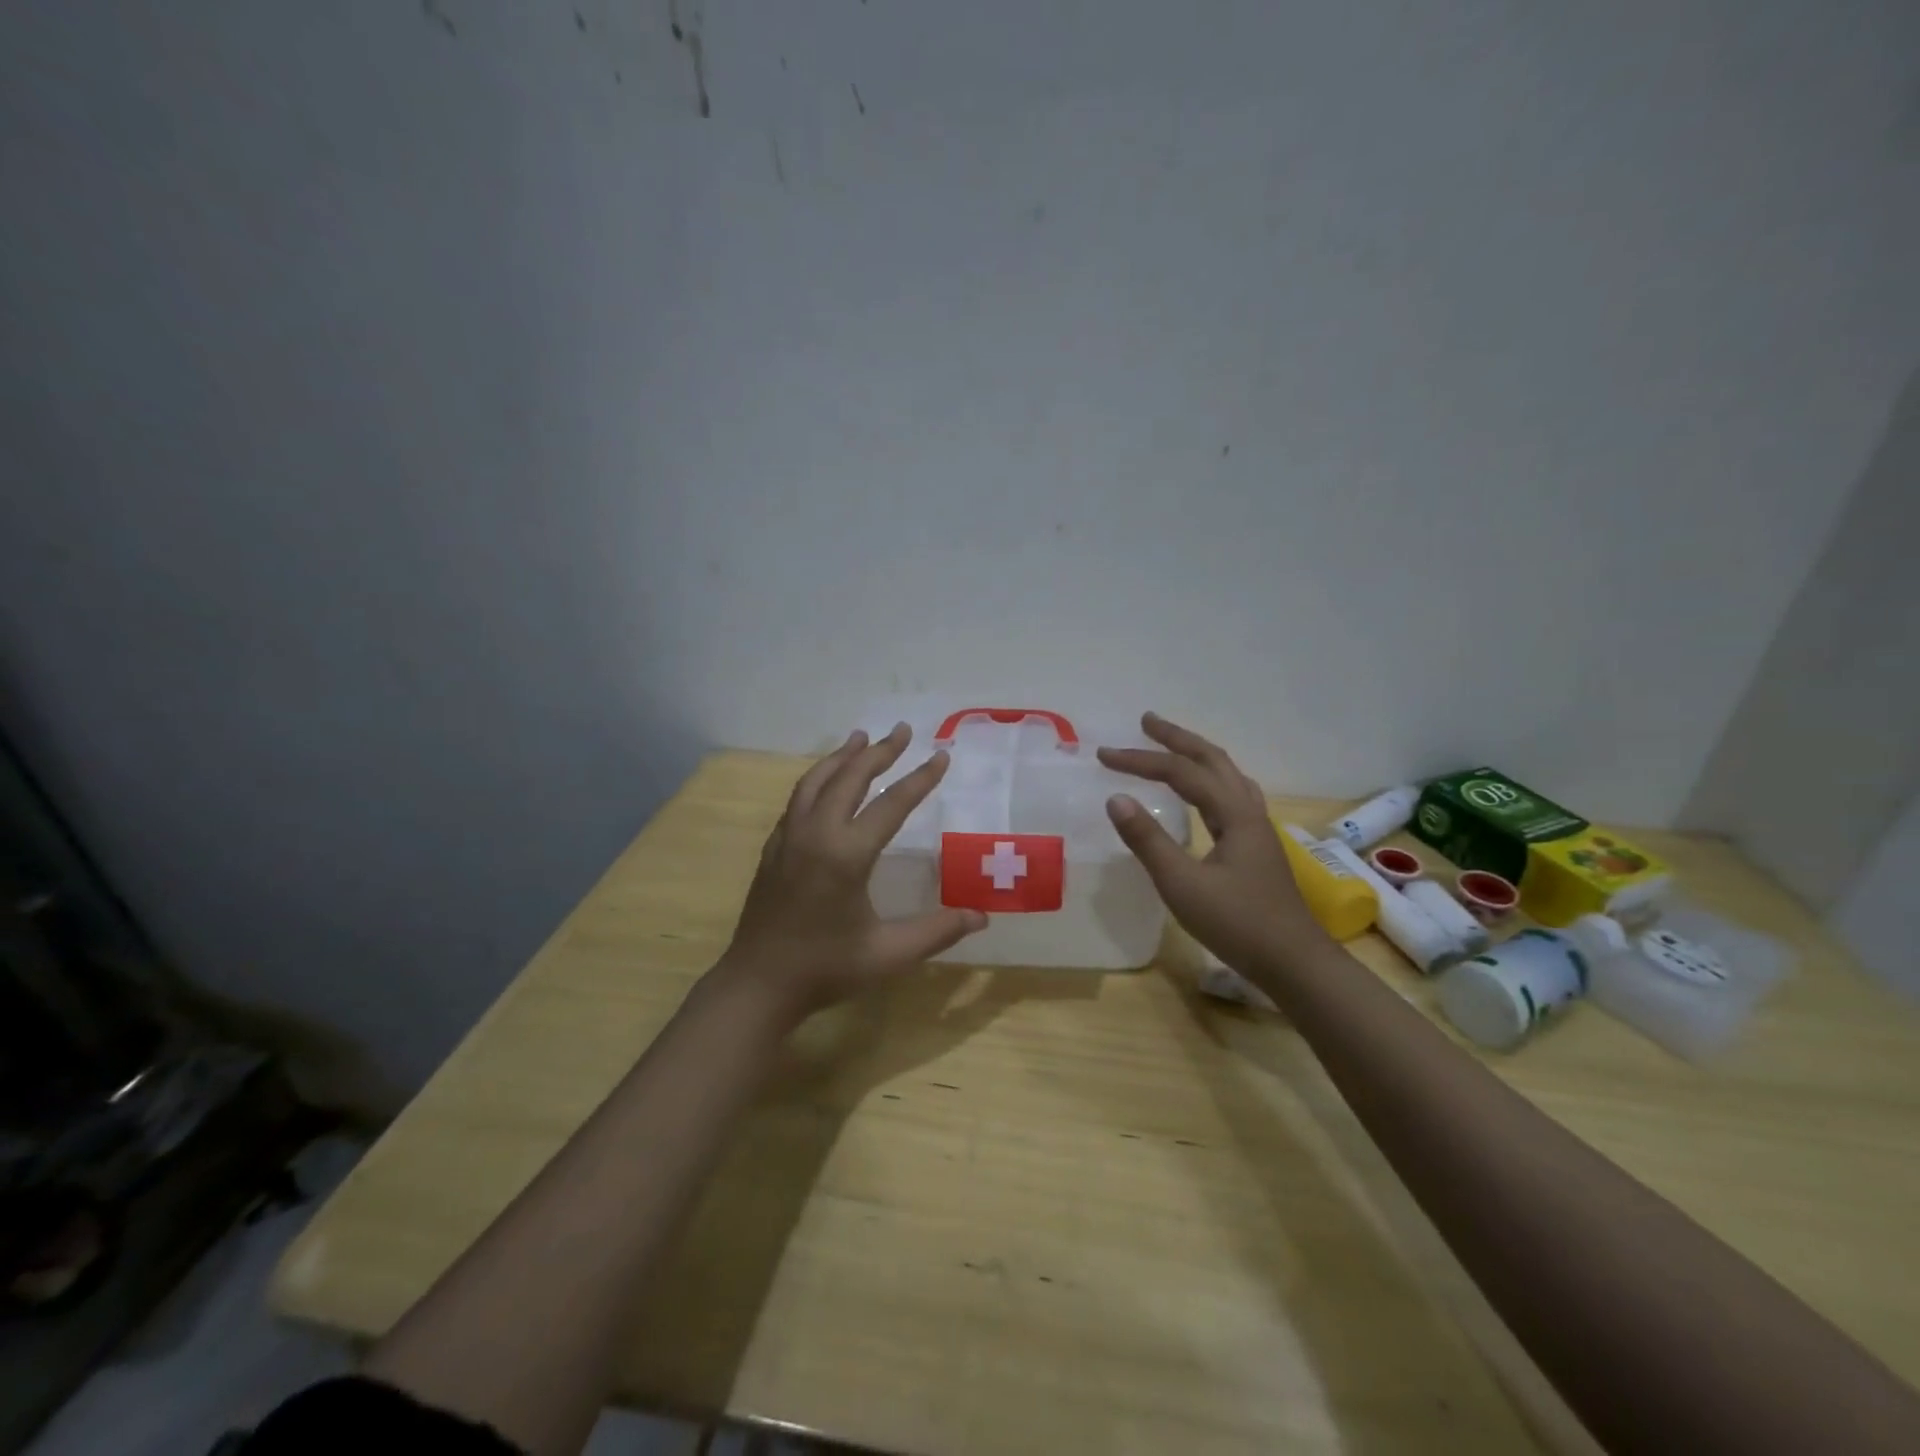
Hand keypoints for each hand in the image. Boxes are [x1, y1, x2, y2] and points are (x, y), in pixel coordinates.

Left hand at [713, 724, 985, 1022]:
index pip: (892, 804)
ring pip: (817, 781)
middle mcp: (817, 834)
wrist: (758, 984)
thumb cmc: (826, 969)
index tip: (941, 755)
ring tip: (862, 739)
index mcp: (847, 854)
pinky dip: (817, 779)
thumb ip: (937, 932)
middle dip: (880, 752)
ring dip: (842, 757)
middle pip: (850, 778)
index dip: (920, 779)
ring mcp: (789, 837)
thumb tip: (982, 918)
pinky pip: (798, 799)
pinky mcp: (774, 848)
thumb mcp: (889, 954)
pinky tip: (826, 781)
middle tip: (902, 730)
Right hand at [1098, 712, 1326, 974]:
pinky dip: (1209, 780)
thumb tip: (1116, 799)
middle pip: (1212, 760)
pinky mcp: (1257, 846)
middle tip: (1145, 721)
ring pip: (1226, 775)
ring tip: (1172, 747)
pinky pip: (1231, 795)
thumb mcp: (1182, 884)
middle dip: (1177, 738)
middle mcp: (1248, 811)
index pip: (1180, 772)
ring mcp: (1257, 828)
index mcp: (1232, 813)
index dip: (1140, 760)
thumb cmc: (1236, 924)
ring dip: (1196, 755)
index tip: (1104, 756)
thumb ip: (1148, 840)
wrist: (1294, 962)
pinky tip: (1204, 793)